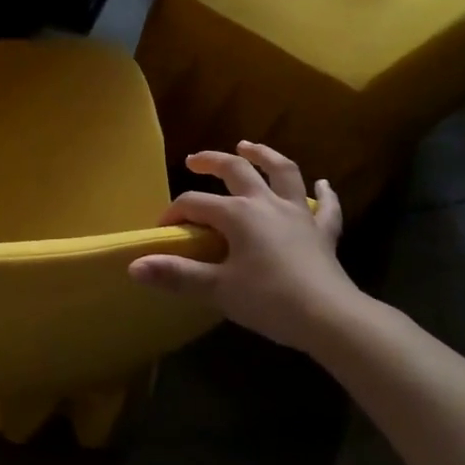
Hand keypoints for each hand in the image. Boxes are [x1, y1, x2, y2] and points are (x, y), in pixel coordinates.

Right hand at [129, 143, 362, 352]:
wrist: (330, 318)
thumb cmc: (270, 301)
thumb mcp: (218, 289)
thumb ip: (176, 275)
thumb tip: (134, 266)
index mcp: (238, 214)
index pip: (196, 204)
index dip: (174, 213)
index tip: (163, 230)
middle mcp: (267, 203)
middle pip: (236, 170)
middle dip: (212, 161)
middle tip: (194, 160)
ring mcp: (298, 214)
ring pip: (283, 172)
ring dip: (265, 155)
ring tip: (249, 146)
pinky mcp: (323, 232)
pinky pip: (325, 207)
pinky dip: (324, 194)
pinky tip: (323, 184)